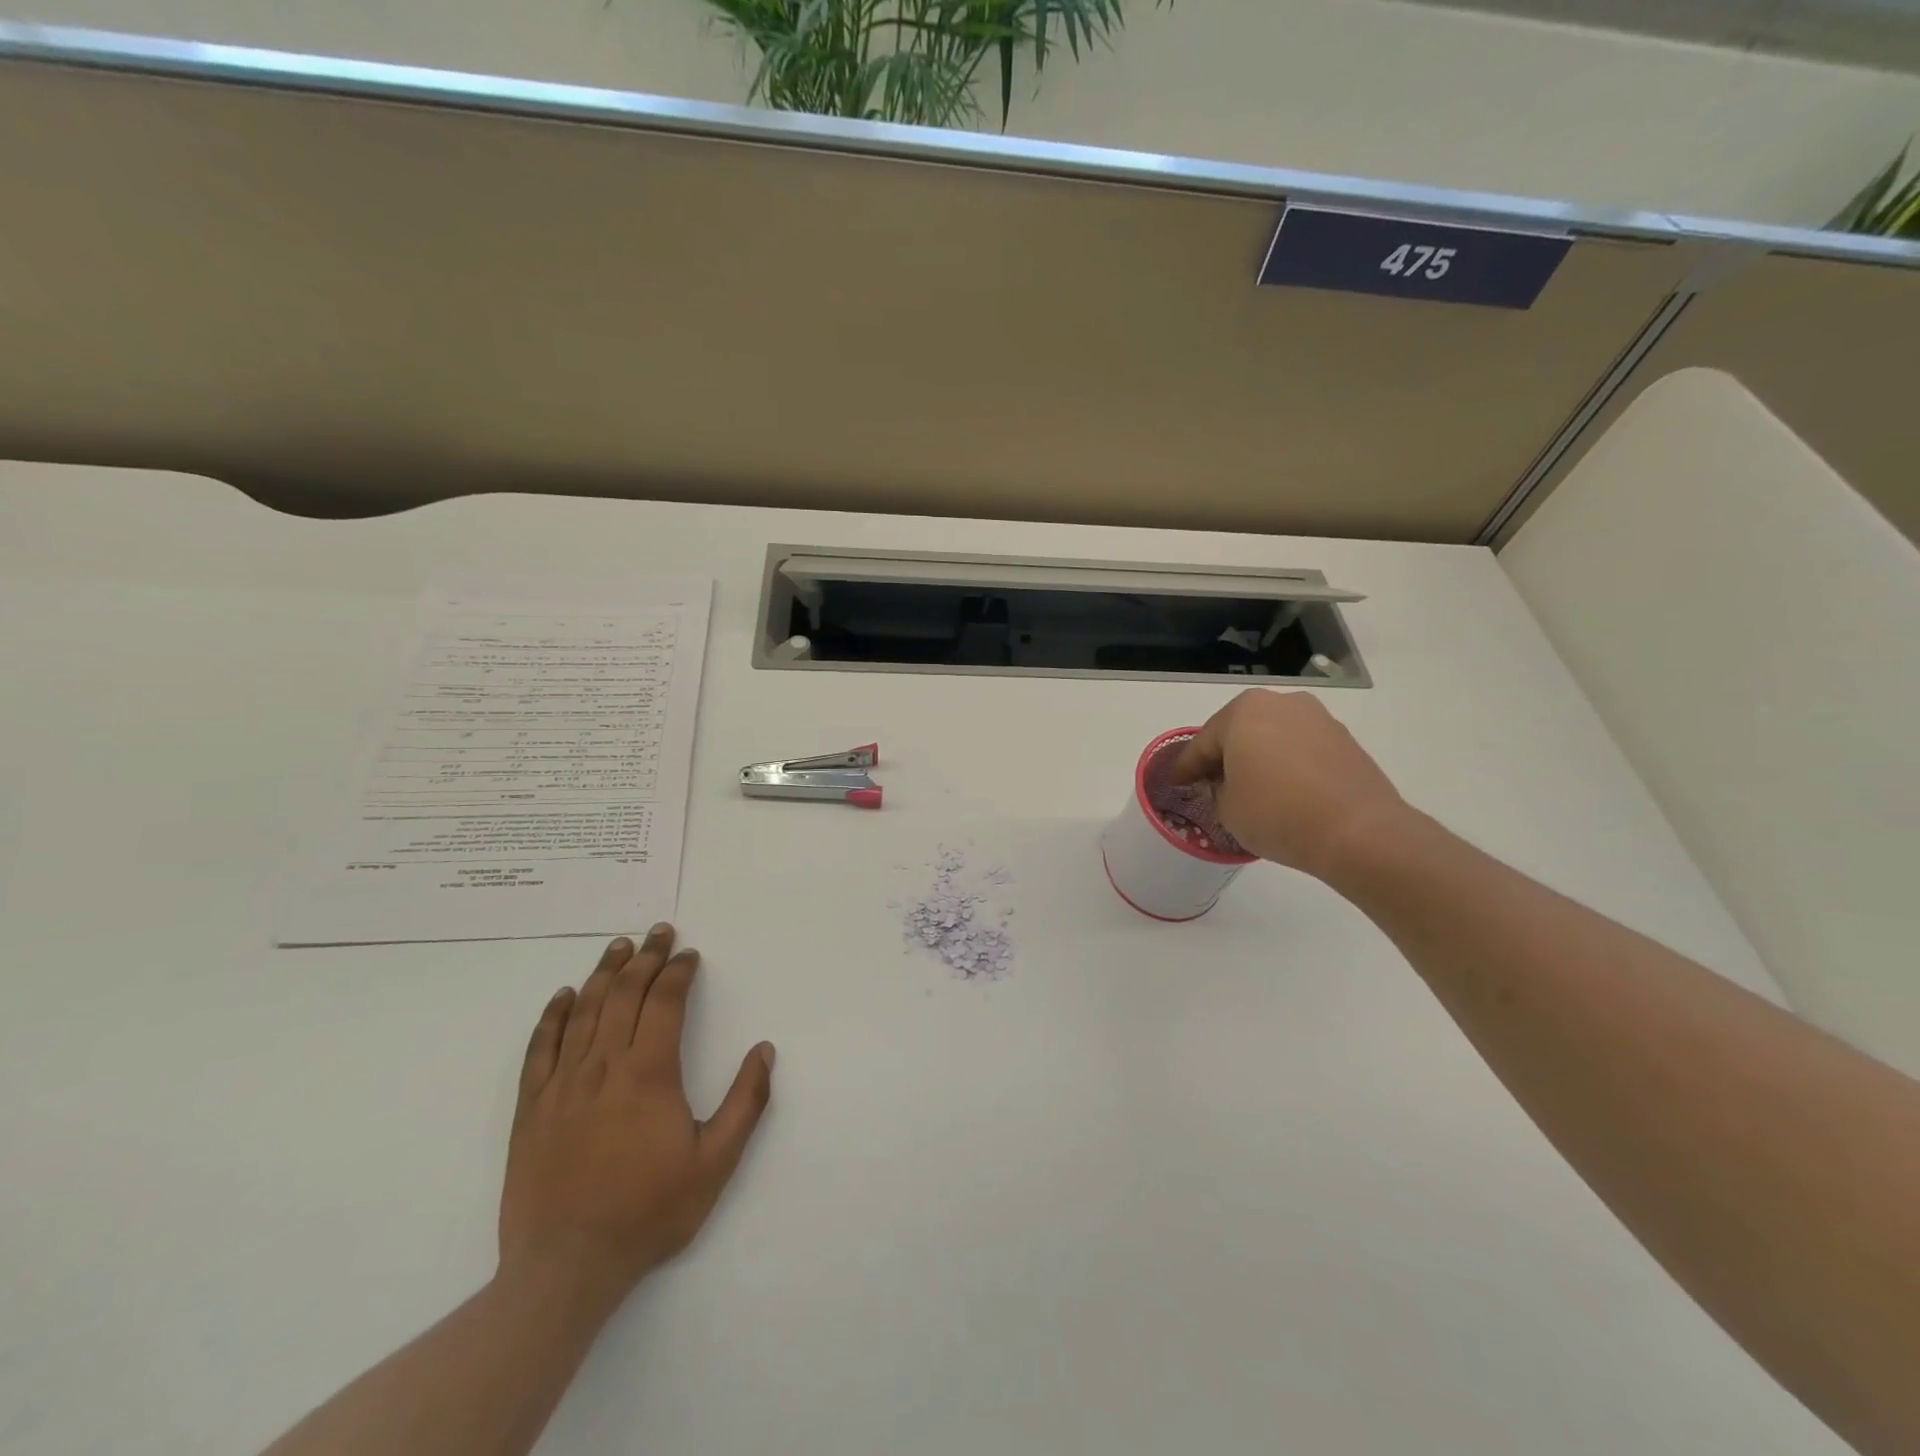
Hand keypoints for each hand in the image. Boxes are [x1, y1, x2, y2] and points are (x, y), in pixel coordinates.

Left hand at [499, 925, 774, 1304]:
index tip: (689, 955)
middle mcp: (604, 1066)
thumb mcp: (716, 1163)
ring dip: (604, 973)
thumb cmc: (648, 1212)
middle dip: (646, 958)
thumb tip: (764, 1050)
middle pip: (625, 995)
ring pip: (584, 1011)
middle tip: (659, 932)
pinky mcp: (531, 1108)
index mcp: (649, 1073)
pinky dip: (552, 1015)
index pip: (665, 1002)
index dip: (678, 972)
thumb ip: (745, 1102)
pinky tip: (563, 996)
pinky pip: (540, 1047)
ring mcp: (562, 1084)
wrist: (566, 1268)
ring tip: (619, 946)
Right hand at [1170, 689, 1409, 880]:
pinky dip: (1286, 764)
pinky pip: (1300, 748)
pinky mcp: (1344, 740)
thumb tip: (1227, 784)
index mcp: (1243, 712)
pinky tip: (1283, 789)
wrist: (1358, 832)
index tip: (1177, 783)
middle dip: (1224, 756)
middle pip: (1239, 731)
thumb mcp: (1227, 809)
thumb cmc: (1277, 814)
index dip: (1186, 767)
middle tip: (1210, 783)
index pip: (1203, 743)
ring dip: (1257, 758)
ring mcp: (1317, 718)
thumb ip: (1217, 790)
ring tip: (1250, 788)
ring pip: (1272, 737)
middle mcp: (1280, 703)